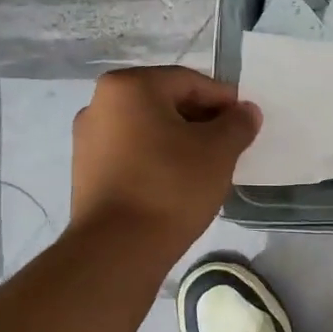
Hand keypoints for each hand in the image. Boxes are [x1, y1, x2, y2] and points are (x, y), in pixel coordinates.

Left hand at [70, 67, 260, 250]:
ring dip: (179, 141)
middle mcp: (100, 103)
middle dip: (201, 120)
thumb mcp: (218, 151)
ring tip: (206, 167)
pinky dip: (157, 159)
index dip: (224, 100)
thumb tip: (246, 112)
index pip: (189, 81)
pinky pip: (131, 153)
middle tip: (230, 145)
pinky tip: (177, 182)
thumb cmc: (171, 186)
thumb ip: (237, 124)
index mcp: (129, 86)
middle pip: (165, 102)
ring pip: (148, 129)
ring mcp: (88, 139)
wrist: (117, 249)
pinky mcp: (86, 171)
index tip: (246, 123)